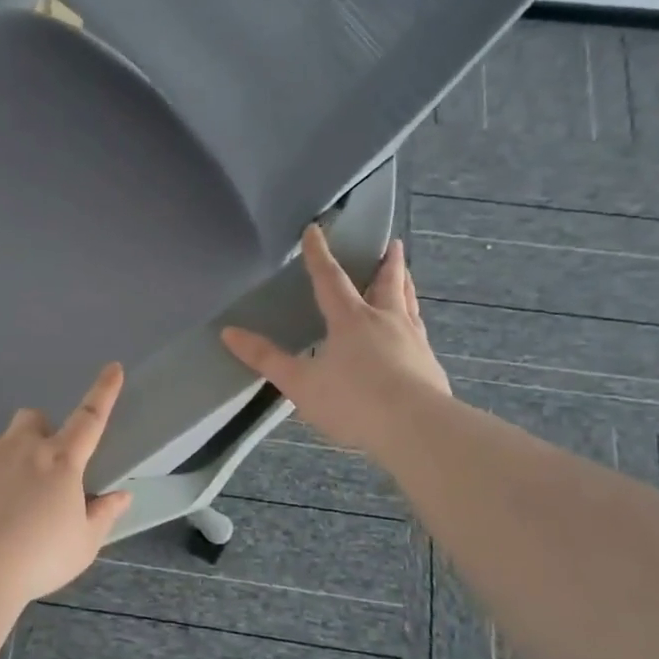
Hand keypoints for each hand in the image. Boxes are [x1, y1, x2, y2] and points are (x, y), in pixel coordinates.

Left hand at [0, 363, 134, 599]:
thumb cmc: (36, 558)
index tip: (113, 368)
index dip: (104, 392)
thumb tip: (121, 496)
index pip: (90, 418)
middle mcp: (20, 447)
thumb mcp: (82, 545)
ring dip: (3, 462)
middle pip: (32, 418)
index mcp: (60, 461)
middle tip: (38, 472)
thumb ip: (103, 515)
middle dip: (38, 434)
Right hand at [221, 226, 450, 456]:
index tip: (315, 230)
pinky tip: (415, 332)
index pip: (329, 279)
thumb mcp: (300, 383)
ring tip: (406, 275)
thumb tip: (228, 332)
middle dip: (386, 263)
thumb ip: (266, 358)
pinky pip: (420, 332)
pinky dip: (415, 321)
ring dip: (405, 285)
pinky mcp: (430, 364)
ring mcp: (413, 340)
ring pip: (409, 303)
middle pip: (387, 283)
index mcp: (351, 319)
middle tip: (393, 243)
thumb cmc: (353, 401)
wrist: (416, 428)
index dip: (319, 254)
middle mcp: (385, 321)